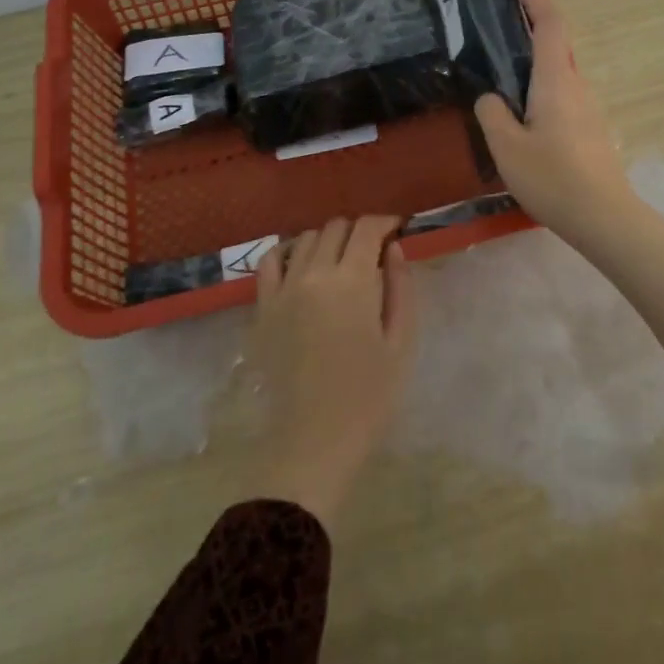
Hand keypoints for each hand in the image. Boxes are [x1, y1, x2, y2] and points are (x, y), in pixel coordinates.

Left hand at [250, 215, 415, 528]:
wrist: (315, 440)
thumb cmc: (368, 396)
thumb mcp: (401, 341)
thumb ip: (400, 287)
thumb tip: (393, 248)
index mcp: (352, 281)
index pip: (366, 228)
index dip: (385, 222)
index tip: (397, 230)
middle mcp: (314, 273)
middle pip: (336, 227)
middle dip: (358, 231)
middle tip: (373, 251)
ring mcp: (283, 289)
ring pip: (306, 239)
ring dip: (327, 240)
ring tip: (340, 261)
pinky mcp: (263, 307)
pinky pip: (269, 261)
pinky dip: (287, 252)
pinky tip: (301, 265)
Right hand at [474, 0, 635, 248]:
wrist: (605, 218)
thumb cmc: (553, 178)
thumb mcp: (507, 147)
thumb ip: (491, 113)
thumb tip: (491, 97)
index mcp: (556, 80)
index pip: (550, 24)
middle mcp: (576, 85)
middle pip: (555, 44)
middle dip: (529, 26)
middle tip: (495, 26)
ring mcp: (587, 108)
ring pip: (557, 73)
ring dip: (532, 62)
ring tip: (499, 73)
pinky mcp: (589, 128)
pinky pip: (561, 95)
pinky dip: (539, 87)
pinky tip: (520, 113)